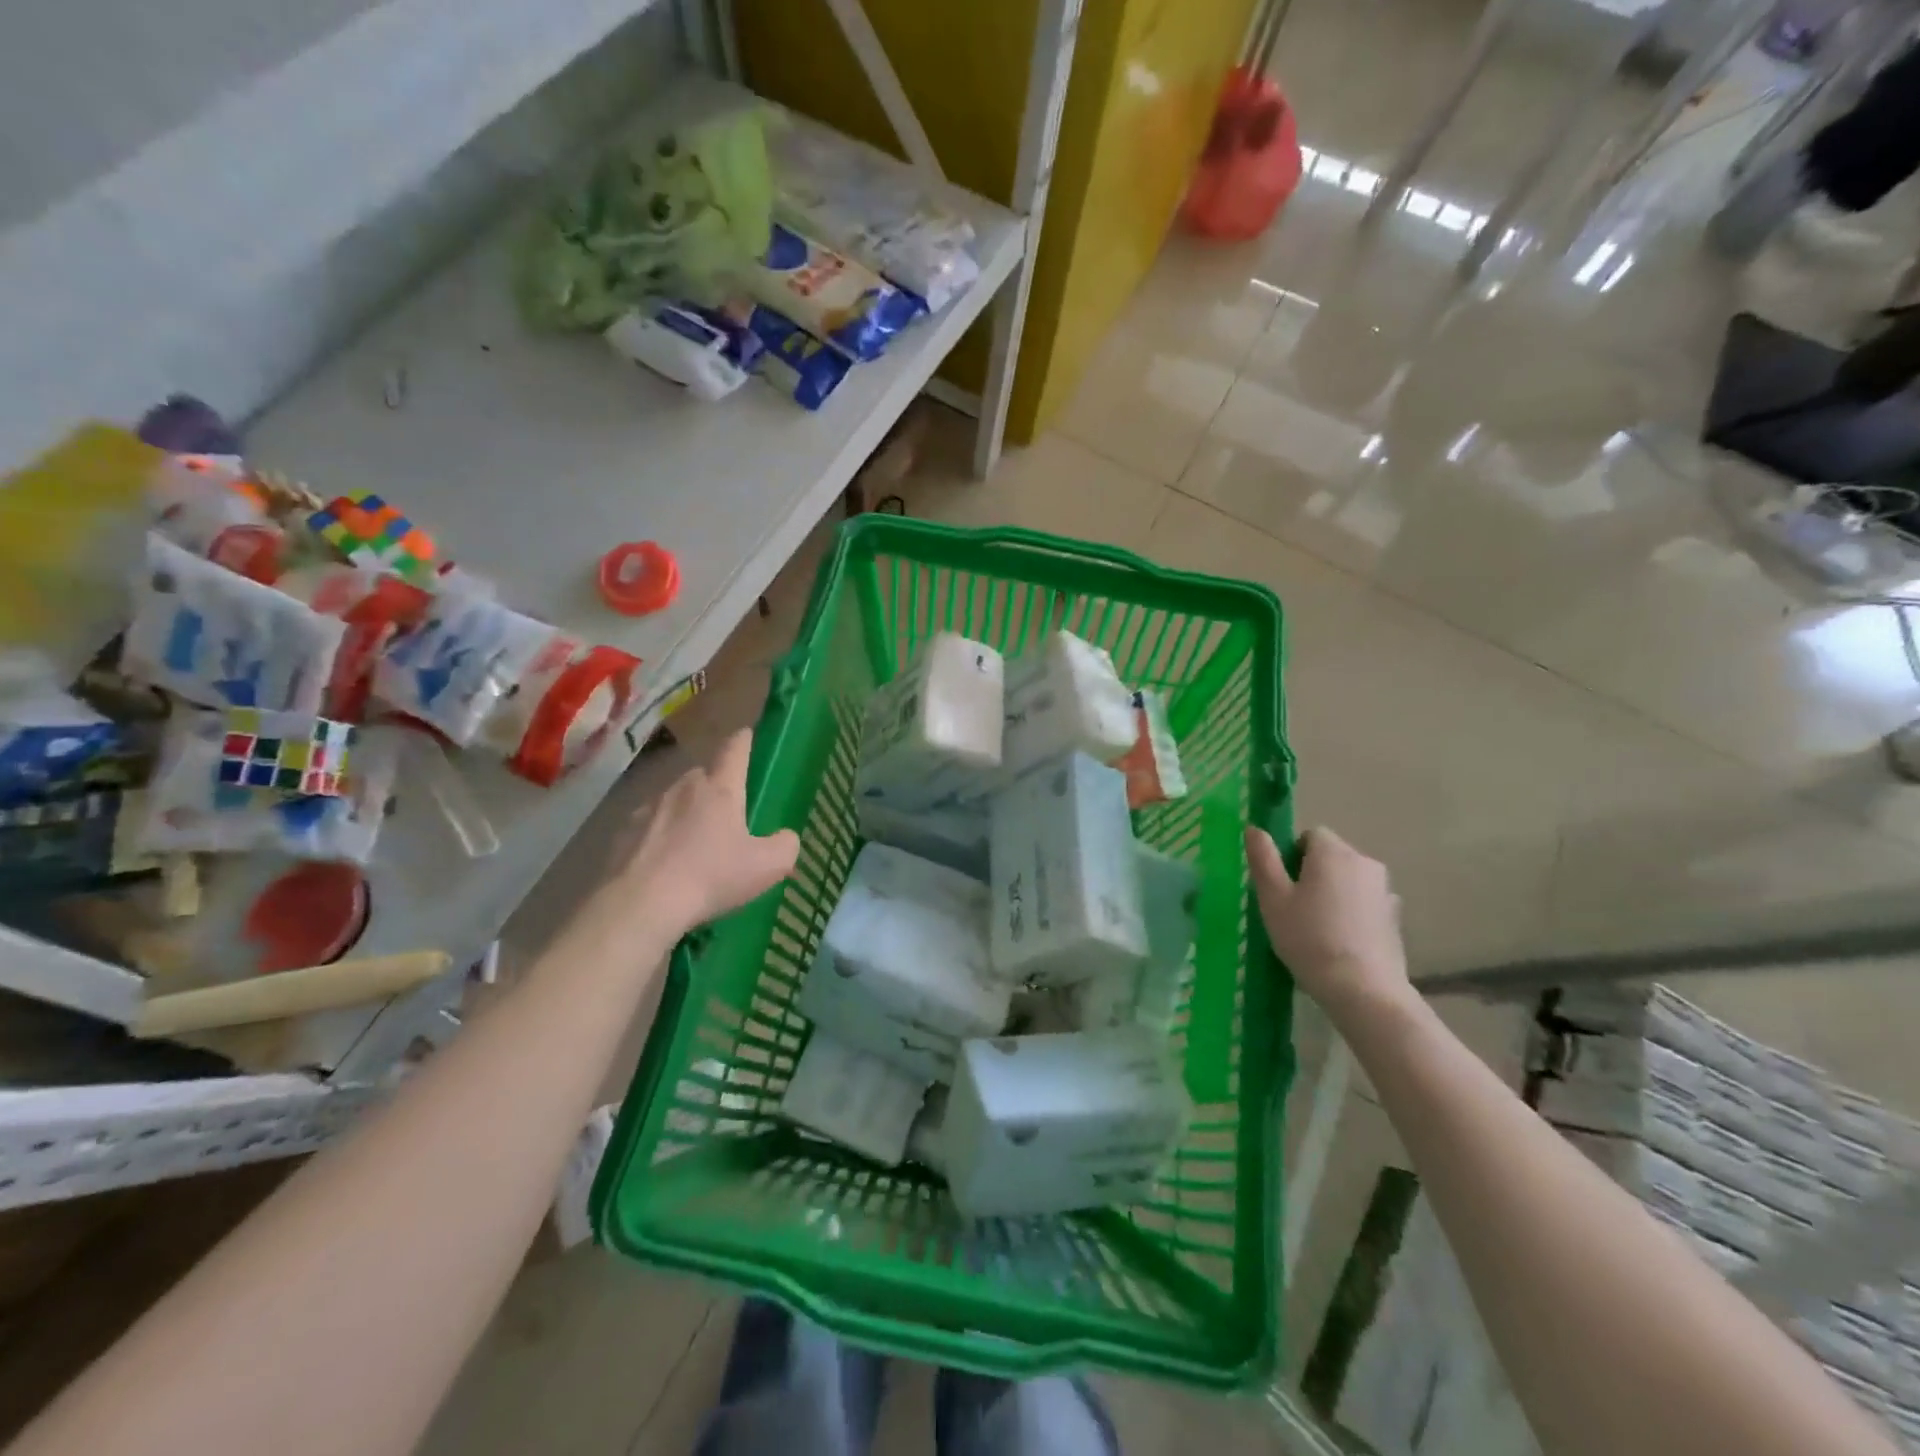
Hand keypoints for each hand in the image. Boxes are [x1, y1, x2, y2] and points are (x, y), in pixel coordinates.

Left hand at [621, 730, 799, 933]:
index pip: (734, 749)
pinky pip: (649, 826)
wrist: (640, 905)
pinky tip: (665, 866)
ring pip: (675, 800)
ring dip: (686, 813)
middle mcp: (683, 787)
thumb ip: (785, 845)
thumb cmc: (710, 877)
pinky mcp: (623, 832)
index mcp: (720, 788)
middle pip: (703, 775)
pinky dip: (660, 837)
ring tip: (694, 846)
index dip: (743, 740)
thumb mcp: (767, 867)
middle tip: (728, 815)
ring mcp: (648, 807)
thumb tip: (786, 837)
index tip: (747, 736)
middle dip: (716, 788)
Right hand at [1246, 825, 1409, 1016]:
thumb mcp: (1273, 898)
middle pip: (1331, 856)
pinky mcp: (1395, 917)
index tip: (1282, 885)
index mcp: (1333, 852)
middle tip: (1293, 908)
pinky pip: (1365, 903)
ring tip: (1317, 928)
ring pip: (1349, 880)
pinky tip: (1340, 941)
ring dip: (1333, 893)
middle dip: (1312, 873)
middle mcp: (1364, 862)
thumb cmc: (1309, 938)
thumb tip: (1253, 827)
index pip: (1310, 835)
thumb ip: (1263, 858)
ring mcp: (1385, 890)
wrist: (1363, 989)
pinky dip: (1352, 912)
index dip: (1291, 855)